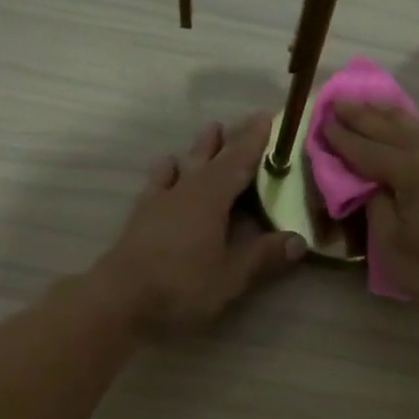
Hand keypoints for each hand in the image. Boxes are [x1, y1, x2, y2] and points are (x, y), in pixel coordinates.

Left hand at [86, 113, 304, 337]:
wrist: (119, 302)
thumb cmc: (181, 288)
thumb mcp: (230, 278)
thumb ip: (263, 256)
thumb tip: (298, 240)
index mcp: (210, 199)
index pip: (238, 162)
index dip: (254, 141)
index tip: (268, 117)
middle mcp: (185, 191)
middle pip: (211, 158)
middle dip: (230, 139)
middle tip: (246, 120)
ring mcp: (159, 202)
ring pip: (183, 165)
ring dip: (199, 149)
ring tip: (209, 131)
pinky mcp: (141, 217)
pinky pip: (158, 182)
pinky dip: (167, 171)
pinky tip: (167, 168)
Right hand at [323, 104, 418, 330]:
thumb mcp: (391, 246)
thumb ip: (375, 206)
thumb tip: (372, 185)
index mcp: (412, 171)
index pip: (366, 149)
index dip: (341, 137)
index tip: (321, 122)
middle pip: (392, 128)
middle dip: (362, 115)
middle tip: (338, 101)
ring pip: (418, 128)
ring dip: (389, 116)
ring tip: (369, 106)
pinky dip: (413, 129)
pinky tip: (408, 129)